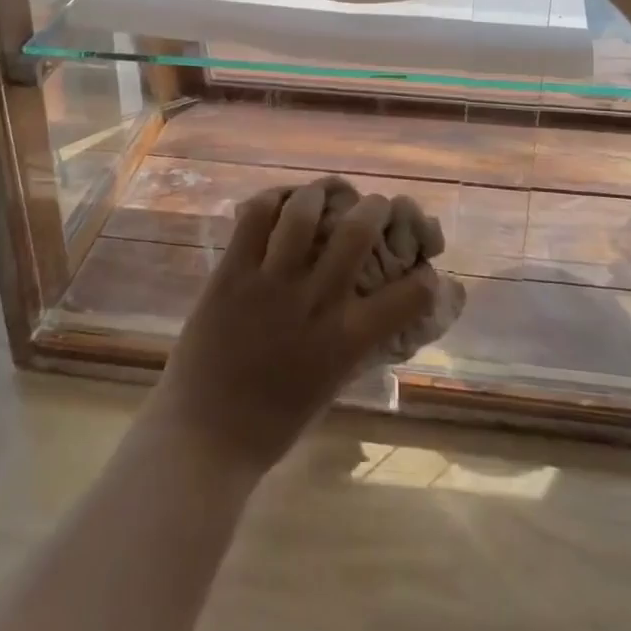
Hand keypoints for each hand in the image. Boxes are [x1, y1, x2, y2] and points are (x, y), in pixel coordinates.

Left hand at [144, 178, 440, 478]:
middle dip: (375, 207)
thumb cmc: (272, 423)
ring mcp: (271, 283)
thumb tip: (371, 310)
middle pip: (357, 231)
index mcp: (346, 341)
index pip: (408, 297)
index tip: (425, 269)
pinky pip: (255, 217)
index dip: (426, 278)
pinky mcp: (232, 273)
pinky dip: (272, 199)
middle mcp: (315, 302)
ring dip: (320, 193)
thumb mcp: (330, 383)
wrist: (204, 437)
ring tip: (324, 193)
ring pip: (304, 212)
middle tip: (375, 205)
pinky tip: (279, 202)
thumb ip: (352, 343)